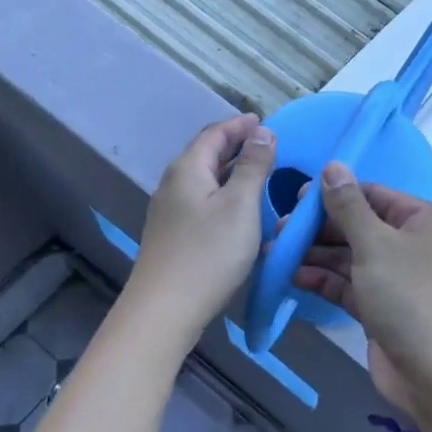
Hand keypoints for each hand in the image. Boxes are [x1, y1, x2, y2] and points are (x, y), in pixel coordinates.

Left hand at [129, 115, 275, 332]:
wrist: (165, 310)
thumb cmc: (209, 253)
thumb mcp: (241, 204)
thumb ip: (253, 166)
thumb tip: (262, 132)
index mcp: (187, 169)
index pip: (214, 133)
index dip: (240, 125)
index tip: (264, 122)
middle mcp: (173, 184)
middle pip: (205, 154)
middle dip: (235, 145)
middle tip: (266, 144)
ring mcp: (169, 212)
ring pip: (203, 179)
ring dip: (230, 170)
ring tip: (258, 172)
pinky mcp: (173, 235)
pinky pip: (201, 200)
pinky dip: (223, 193)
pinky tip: (239, 208)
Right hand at [291, 163, 431, 414]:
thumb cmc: (411, 296)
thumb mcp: (376, 244)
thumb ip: (348, 206)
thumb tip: (332, 166)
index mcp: (422, 219)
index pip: (372, 195)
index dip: (334, 194)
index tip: (295, 199)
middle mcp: (412, 244)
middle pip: (359, 226)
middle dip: (319, 228)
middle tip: (278, 230)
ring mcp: (397, 279)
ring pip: (350, 257)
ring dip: (316, 255)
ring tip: (275, 252)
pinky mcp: (382, 310)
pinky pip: (349, 286)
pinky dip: (324, 281)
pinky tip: (293, 277)